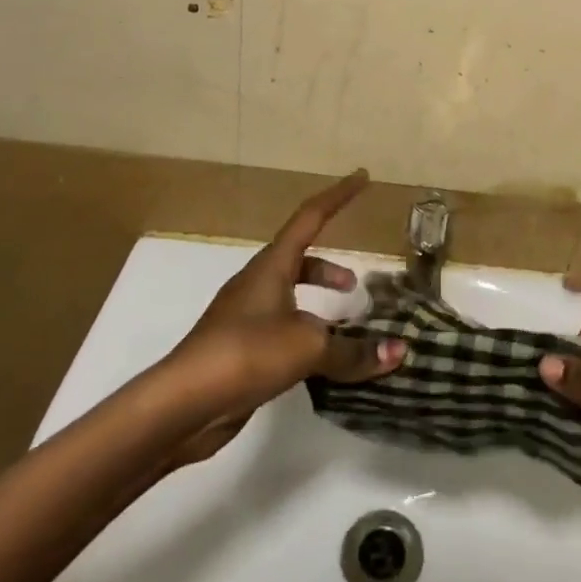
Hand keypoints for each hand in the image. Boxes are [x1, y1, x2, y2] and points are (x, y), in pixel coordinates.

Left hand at [162, 170, 405, 465]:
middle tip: (357, 284)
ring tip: (346, 328)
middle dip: (330, 267)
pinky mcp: (242, 351)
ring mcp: (246, 317)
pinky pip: (284, 330)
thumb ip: (353, 350)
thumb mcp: (307, 346)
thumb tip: (398, 351)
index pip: (311, 217)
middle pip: (300, 259)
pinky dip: (308, 336)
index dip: (339, 195)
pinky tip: (322, 364)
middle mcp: (258, 283)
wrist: (182, 405)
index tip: (362, 176)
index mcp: (272, 266)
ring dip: (320, 304)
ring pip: (292, 297)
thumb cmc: (245, 354)